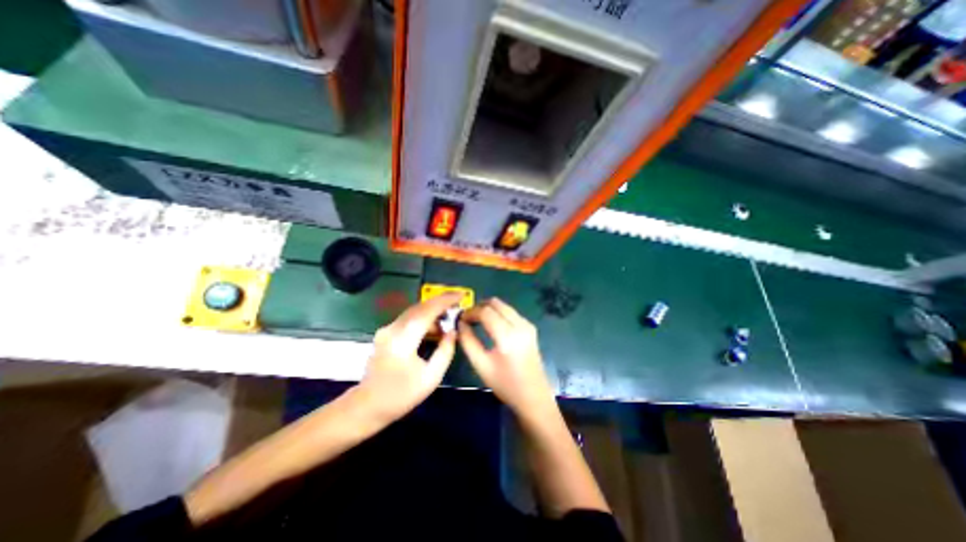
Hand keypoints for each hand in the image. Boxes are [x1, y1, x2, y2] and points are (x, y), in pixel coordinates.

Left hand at [357, 291, 460, 422]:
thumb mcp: (431, 377)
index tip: (461, 295)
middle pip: (420, 307)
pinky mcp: (385, 333)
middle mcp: (393, 328)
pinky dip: (423, 318)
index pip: (427, 311)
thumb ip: (445, 351)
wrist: (367, 406)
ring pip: (414, 311)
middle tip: (458, 303)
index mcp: (403, 339)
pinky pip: (408, 319)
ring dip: (432, 311)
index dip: (446, 301)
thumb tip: (453, 331)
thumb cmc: (401, 395)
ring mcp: (387, 330)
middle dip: (440, 302)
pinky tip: (433, 328)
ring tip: (448, 317)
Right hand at [457, 298, 555, 416]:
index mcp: (507, 336)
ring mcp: (527, 325)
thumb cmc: (505, 384)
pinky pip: (511, 312)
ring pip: (504, 306)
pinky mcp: (530, 327)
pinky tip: (491, 324)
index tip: (460, 319)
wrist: (533, 396)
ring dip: (489, 308)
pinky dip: (498, 313)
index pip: (485, 312)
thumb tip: (460, 324)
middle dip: (479, 307)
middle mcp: (520, 325)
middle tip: (468, 318)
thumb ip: (468, 342)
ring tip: (477, 320)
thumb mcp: (481, 365)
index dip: (470, 312)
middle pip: (496, 303)